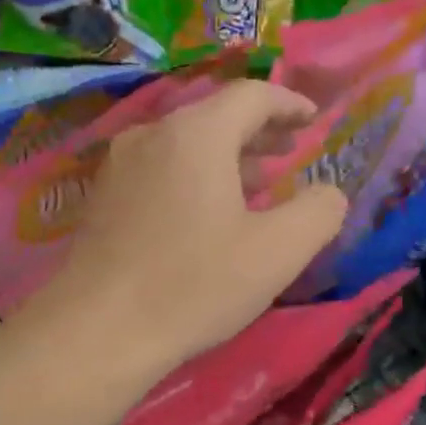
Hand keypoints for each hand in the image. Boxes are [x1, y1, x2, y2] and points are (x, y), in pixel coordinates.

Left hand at [40, 81, 348, 371]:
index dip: (289, 103)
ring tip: (257, 183)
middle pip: (214, 116)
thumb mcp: (277, 253)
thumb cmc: (194, 285)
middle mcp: (152, 134)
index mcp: (196, 134)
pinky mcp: (102, 195)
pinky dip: (192, 174)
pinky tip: (205, 210)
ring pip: (184, 143)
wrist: (97, 328)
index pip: (251, 96)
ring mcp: (120, 164)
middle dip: (258, 130)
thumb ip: (318, 212)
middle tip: (289, 148)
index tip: (312, 119)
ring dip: (226, 156)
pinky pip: (159, 166)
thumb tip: (328, 193)